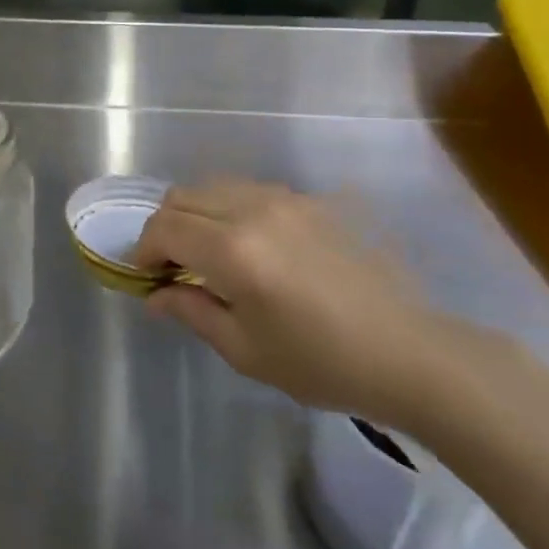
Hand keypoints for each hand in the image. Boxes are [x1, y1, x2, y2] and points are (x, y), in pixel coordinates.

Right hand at [133, 180, 459, 426]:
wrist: (406, 350)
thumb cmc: (320, 362)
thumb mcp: (244, 350)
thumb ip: (191, 311)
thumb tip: (154, 296)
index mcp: (233, 250)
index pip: (164, 228)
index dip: (143, 250)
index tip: (144, 276)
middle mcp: (252, 209)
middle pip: (182, 197)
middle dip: (164, 228)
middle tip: (170, 266)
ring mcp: (283, 198)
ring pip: (213, 186)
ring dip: (195, 214)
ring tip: (206, 254)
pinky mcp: (307, 200)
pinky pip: (248, 191)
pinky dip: (228, 209)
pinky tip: (247, 245)